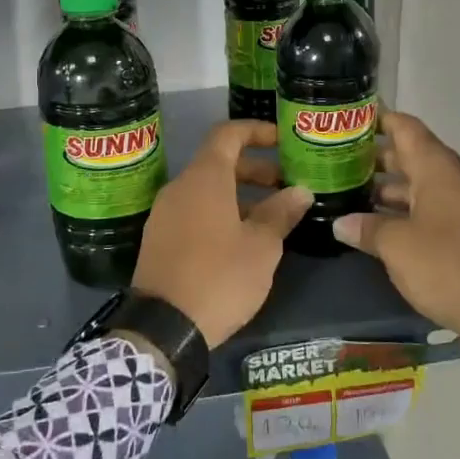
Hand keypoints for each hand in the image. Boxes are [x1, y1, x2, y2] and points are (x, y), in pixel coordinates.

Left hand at [131, 120, 313, 348]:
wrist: (163, 327)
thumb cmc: (219, 277)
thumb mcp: (261, 246)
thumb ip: (281, 213)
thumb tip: (300, 191)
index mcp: (204, 178)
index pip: (228, 133)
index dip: (256, 131)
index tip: (283, 141)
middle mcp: (179, 187)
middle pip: (218, 162)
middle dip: (255, 169)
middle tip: (287, 186)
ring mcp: (164, 213)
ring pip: (206, 190)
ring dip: (239, 195)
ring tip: (271, 217)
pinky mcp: (159, 239)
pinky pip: (193, 211)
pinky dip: (219, 212)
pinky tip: (241, 240)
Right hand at [333, 110, 459, 361]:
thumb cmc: (448, 266)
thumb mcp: (397, 247)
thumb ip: (367, 229)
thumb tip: (341, 223)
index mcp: (438, 170)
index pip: (407, 129)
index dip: (380, 120)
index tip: (353, 119)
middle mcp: (457, 179)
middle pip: (415, 156)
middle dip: (380, 159)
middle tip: (343, 163)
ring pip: (426, 185)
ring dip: (394, 189)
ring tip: (357, 195)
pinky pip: (437, 207)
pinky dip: (411, 209)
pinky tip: (387, 225)